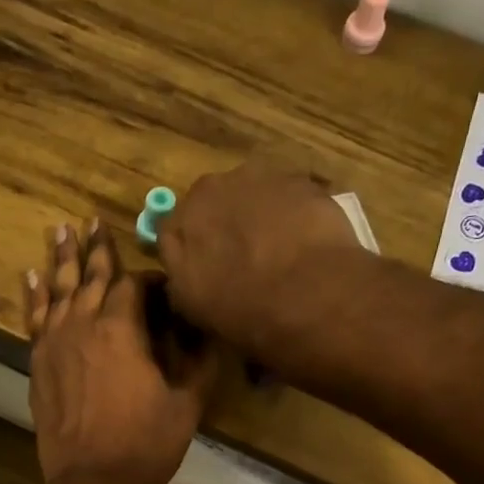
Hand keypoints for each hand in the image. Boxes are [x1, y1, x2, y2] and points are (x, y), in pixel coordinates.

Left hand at [26, 220, 214, 483]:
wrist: (93, 482)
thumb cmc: (146, 444)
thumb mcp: (188, 402)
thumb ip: (199, 360)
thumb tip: (207, 329)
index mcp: (121, 327)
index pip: (136, 285)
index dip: (151, 280)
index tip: (163, 284)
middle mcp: (82, 324)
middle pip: (90, 276)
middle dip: (97, 249)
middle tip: (93, 221)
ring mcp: (54, 344)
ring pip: (57, 291)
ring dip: (60, 259)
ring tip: (61, 231)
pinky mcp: (38, 366)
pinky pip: (34, 320)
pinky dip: (33, 296)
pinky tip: (30, 276)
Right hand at [157, 166, 363, 350]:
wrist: (309, 292)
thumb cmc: (240, 307)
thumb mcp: (191, 306)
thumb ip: (177, 276)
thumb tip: (178, 267)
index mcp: (182, 220)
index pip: (174, 228)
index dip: (188, 249)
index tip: (201, 269)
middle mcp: (214, 187)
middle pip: (213, 204)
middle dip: (222, 226)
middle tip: (240, 261)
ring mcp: (260, 177)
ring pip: (251, 195)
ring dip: (258, 216)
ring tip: (276, 252)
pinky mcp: (302, 181)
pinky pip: (288, 196)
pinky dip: (290, 214)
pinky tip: (302, 243)